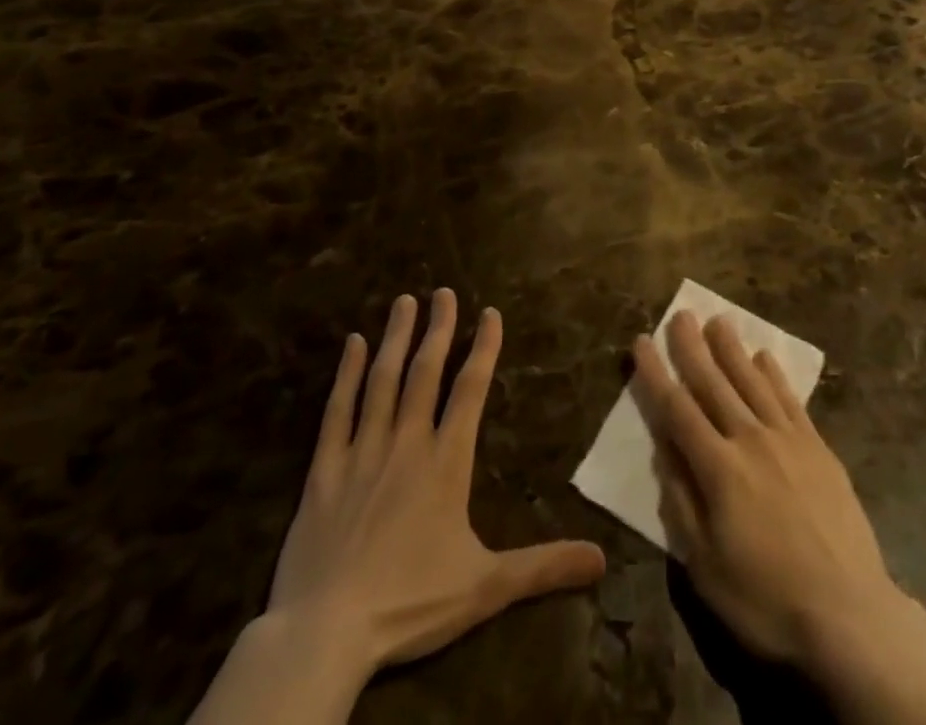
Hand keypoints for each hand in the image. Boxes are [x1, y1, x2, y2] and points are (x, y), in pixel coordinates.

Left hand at [270, 290, 605, 663]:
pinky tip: (353, 344)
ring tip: (404, 302)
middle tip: (443, 291)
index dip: (483, 347)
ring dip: (396, 338)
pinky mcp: (324, 471)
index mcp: (446, 461)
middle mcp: (407, 443)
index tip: (490, 312)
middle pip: (426, 372)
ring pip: (383, 381)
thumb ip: (543, 565)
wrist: (325, 634)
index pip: (471, 389)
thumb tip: (602, 559)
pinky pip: (336, 412)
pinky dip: (346, 375)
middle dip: (438, 329)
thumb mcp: (486, 588)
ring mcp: (362, 452)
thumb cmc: (410, 604)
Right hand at [633, 311, 925, 724]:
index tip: (642, 341)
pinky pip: (790, 399)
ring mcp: (788, 440)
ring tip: (718, 320)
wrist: (848, 614)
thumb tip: (664, 449)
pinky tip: (764, 357)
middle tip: (681, 314)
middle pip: (714, 384)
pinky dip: (774, 375)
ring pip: (752, 382)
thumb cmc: (766, 600)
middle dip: (693, 348)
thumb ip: (682, 501)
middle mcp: (751, 440)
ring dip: (732, 349)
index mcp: (719, 469)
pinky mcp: (818, 447)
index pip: (677, 409)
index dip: (656, 374)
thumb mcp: (705, 566)